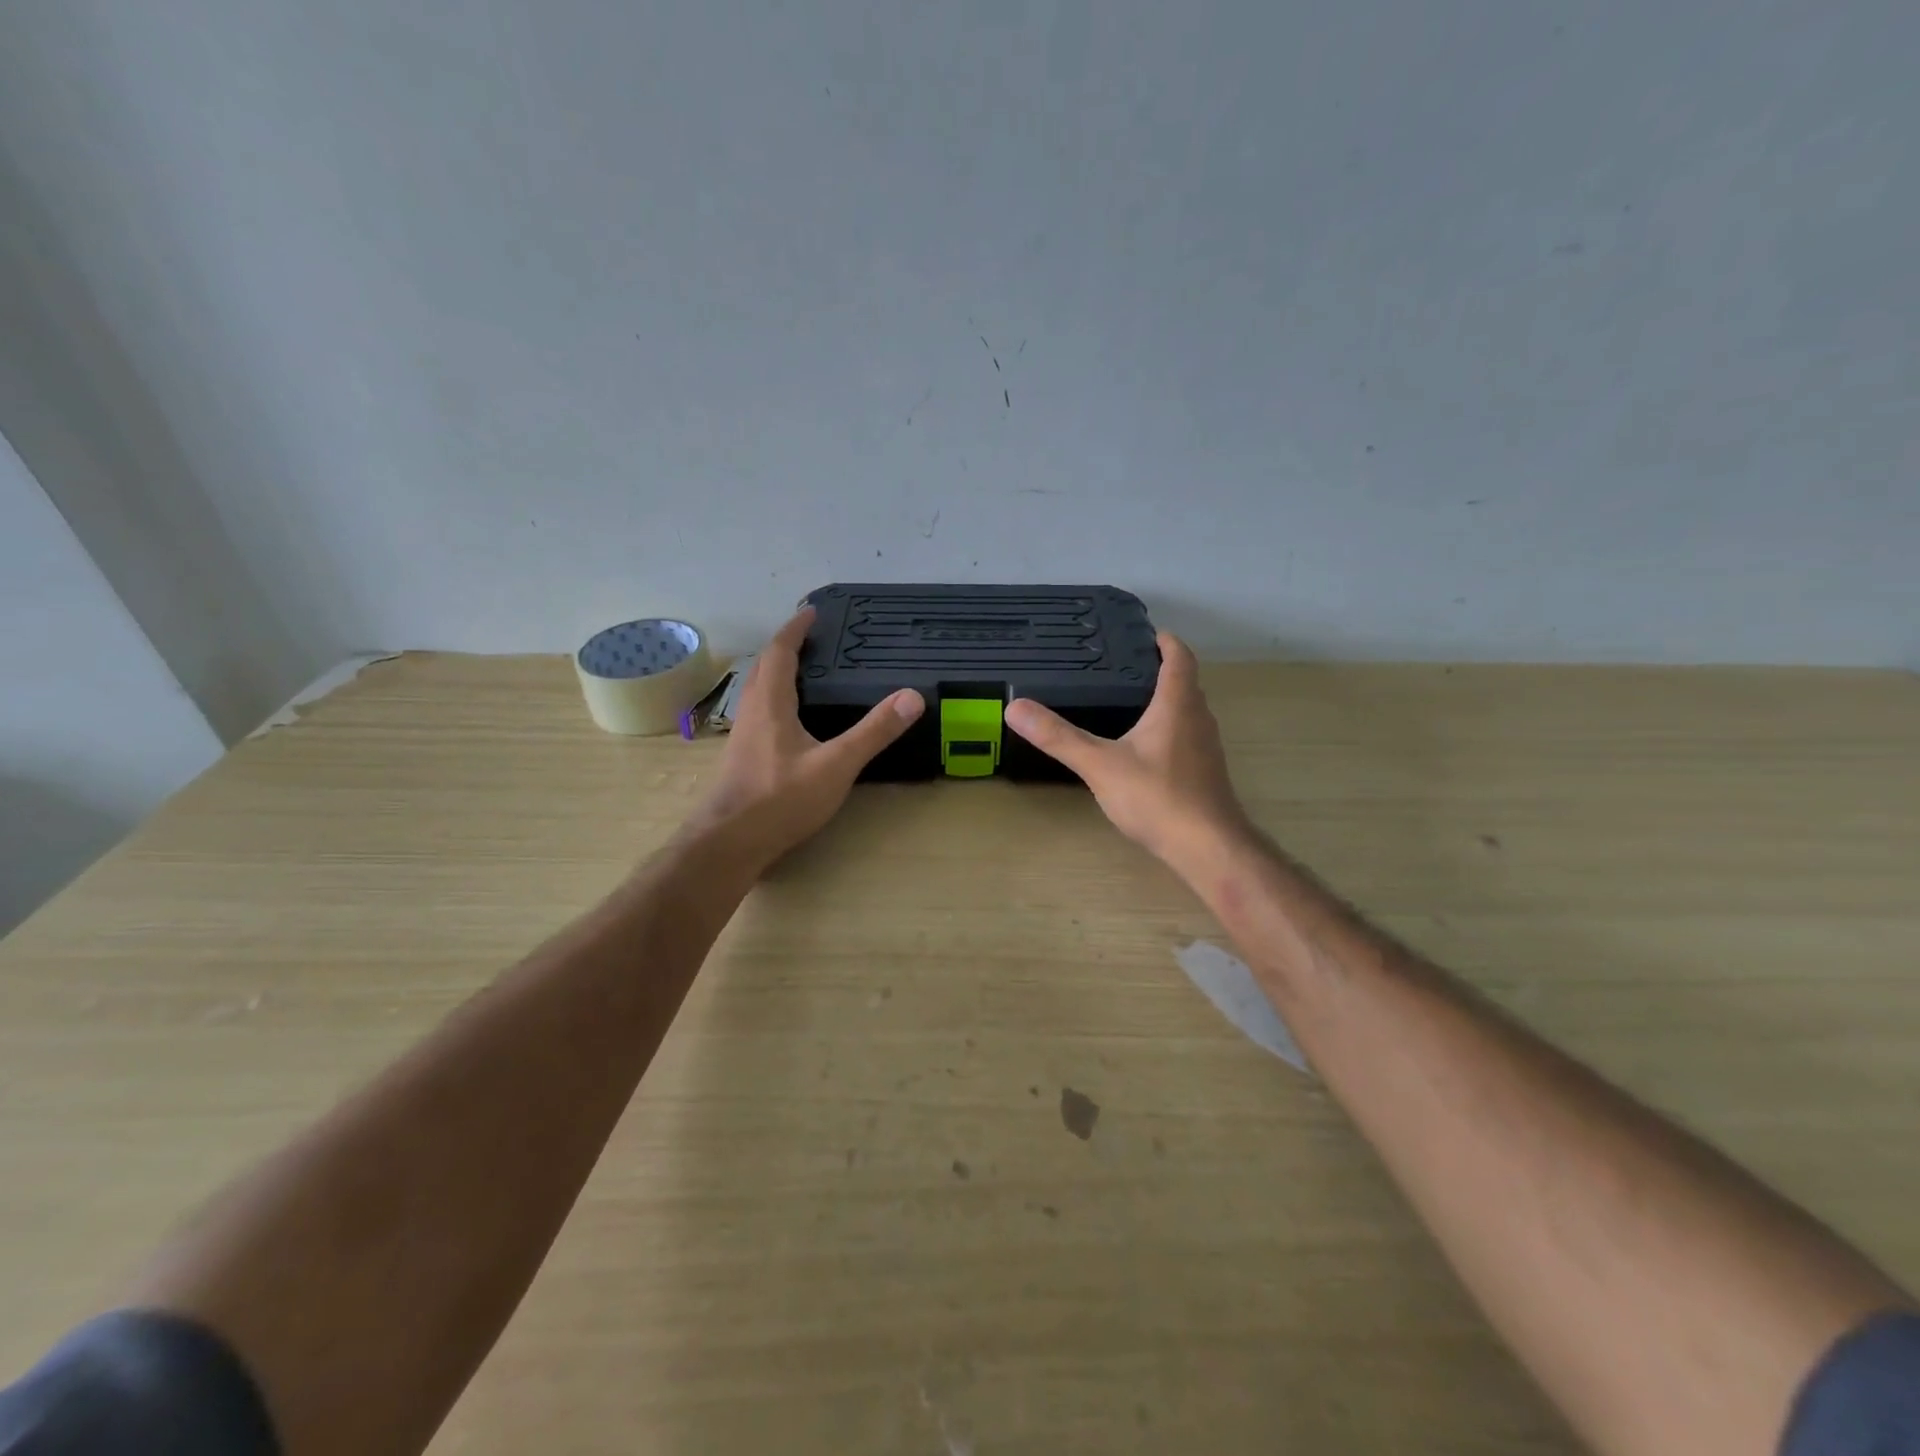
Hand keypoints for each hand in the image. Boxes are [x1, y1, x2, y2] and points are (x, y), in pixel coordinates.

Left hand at [687, 608, 923, 869]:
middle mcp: (751, 712)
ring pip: (757, 691)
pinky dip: (775, 699)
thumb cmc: (781, 800)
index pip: (779, 652)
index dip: (795, 629)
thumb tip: (912, 697)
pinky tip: (791, 720)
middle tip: (812, 639)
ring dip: (777, 673)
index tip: (812, 612)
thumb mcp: (836, 765)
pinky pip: (759, 713)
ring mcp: (742, 736)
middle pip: (764, 667)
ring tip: (805, 672)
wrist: (729, 843)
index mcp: (770, 703)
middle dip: (785, 647)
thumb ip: (874, 732)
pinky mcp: (742, 758)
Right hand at [1004, 632, 1251, 872]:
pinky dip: (1168, 728)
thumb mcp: (1100, 765)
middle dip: (1160, 670)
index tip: (1144, 634)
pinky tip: (1143, 748)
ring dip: (1166, 700)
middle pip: (1185, 682)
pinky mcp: (1205, 772)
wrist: (1207, 847)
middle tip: (1124, 666)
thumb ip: (1059, 737)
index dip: (1165, 641)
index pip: (1179, 657)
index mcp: (1177, 705)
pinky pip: (1187, 736)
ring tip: (1129, 701)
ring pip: (1188, 711)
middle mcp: (1198, 719)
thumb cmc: (1157, 797)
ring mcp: (1206, 747)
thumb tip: (1016, 708)